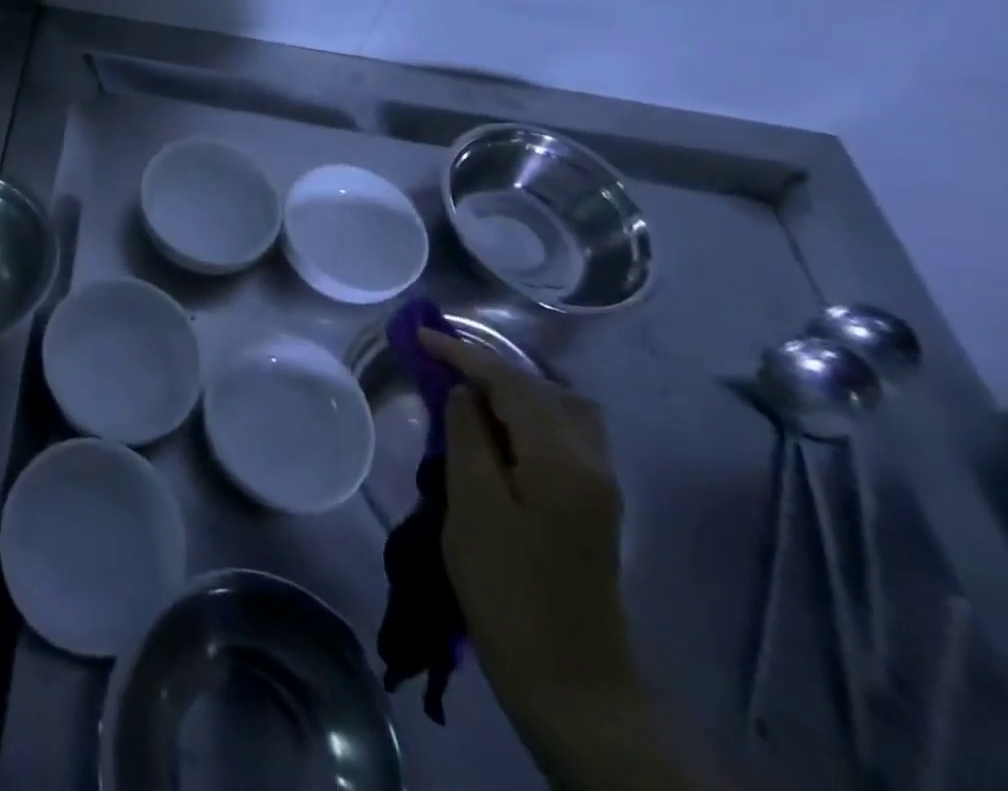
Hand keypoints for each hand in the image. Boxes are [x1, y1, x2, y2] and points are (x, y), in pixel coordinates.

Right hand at [421, 330, 636, 717]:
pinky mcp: (592, 504)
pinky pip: (561, 434)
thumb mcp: (472, 507)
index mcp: (563, 461)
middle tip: (439, 363)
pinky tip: (496, 426)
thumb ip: (468, 437)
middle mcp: (592, 462)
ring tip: (464, 390)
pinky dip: (526, 415)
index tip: (420, 335)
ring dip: (511, 391)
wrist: (568, 682)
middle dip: (490, 368)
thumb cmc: (507, 590)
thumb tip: (464, 392)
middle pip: (543, 390)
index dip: (463, 355)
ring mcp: (599, 485)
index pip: (511, 384)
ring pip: (558, 409)